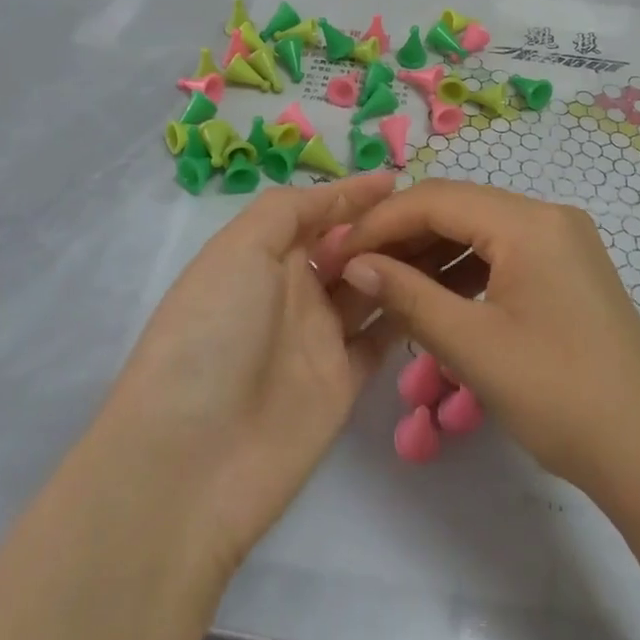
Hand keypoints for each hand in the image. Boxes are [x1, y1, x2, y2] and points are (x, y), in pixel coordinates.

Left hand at [102, 175, 402, 571]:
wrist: (191, 461)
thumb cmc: (212, 333)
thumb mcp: (239, 249)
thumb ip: (290, 211)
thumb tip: (345, 193)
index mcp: (263, 254)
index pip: (317, 212)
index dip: (353, 194)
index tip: (399, 178)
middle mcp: (292, 289)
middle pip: (348, 247)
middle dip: (385, 226)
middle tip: (435, 212)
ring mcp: (319, 336)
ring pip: (371, 286)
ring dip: (402, 264)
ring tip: (448, 241)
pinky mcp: (343, 382)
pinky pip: (383, 337)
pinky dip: (408, 312)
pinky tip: (441, 291)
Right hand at [335, 181, 639, 499]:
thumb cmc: (560, 397)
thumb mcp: (473, 347)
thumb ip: (407, 296)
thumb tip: (356, 264)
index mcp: (528, 221)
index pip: (436, 199)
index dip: (380, 222)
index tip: (337, 253)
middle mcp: (547, 215)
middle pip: (458, 208)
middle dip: (402, 235)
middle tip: (354, 267)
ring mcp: (562, 240)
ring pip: (479, 230)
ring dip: (430, 253)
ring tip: (384, 284)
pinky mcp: (567, 268)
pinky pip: (502, 253)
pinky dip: (463, 270)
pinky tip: (433, 296)